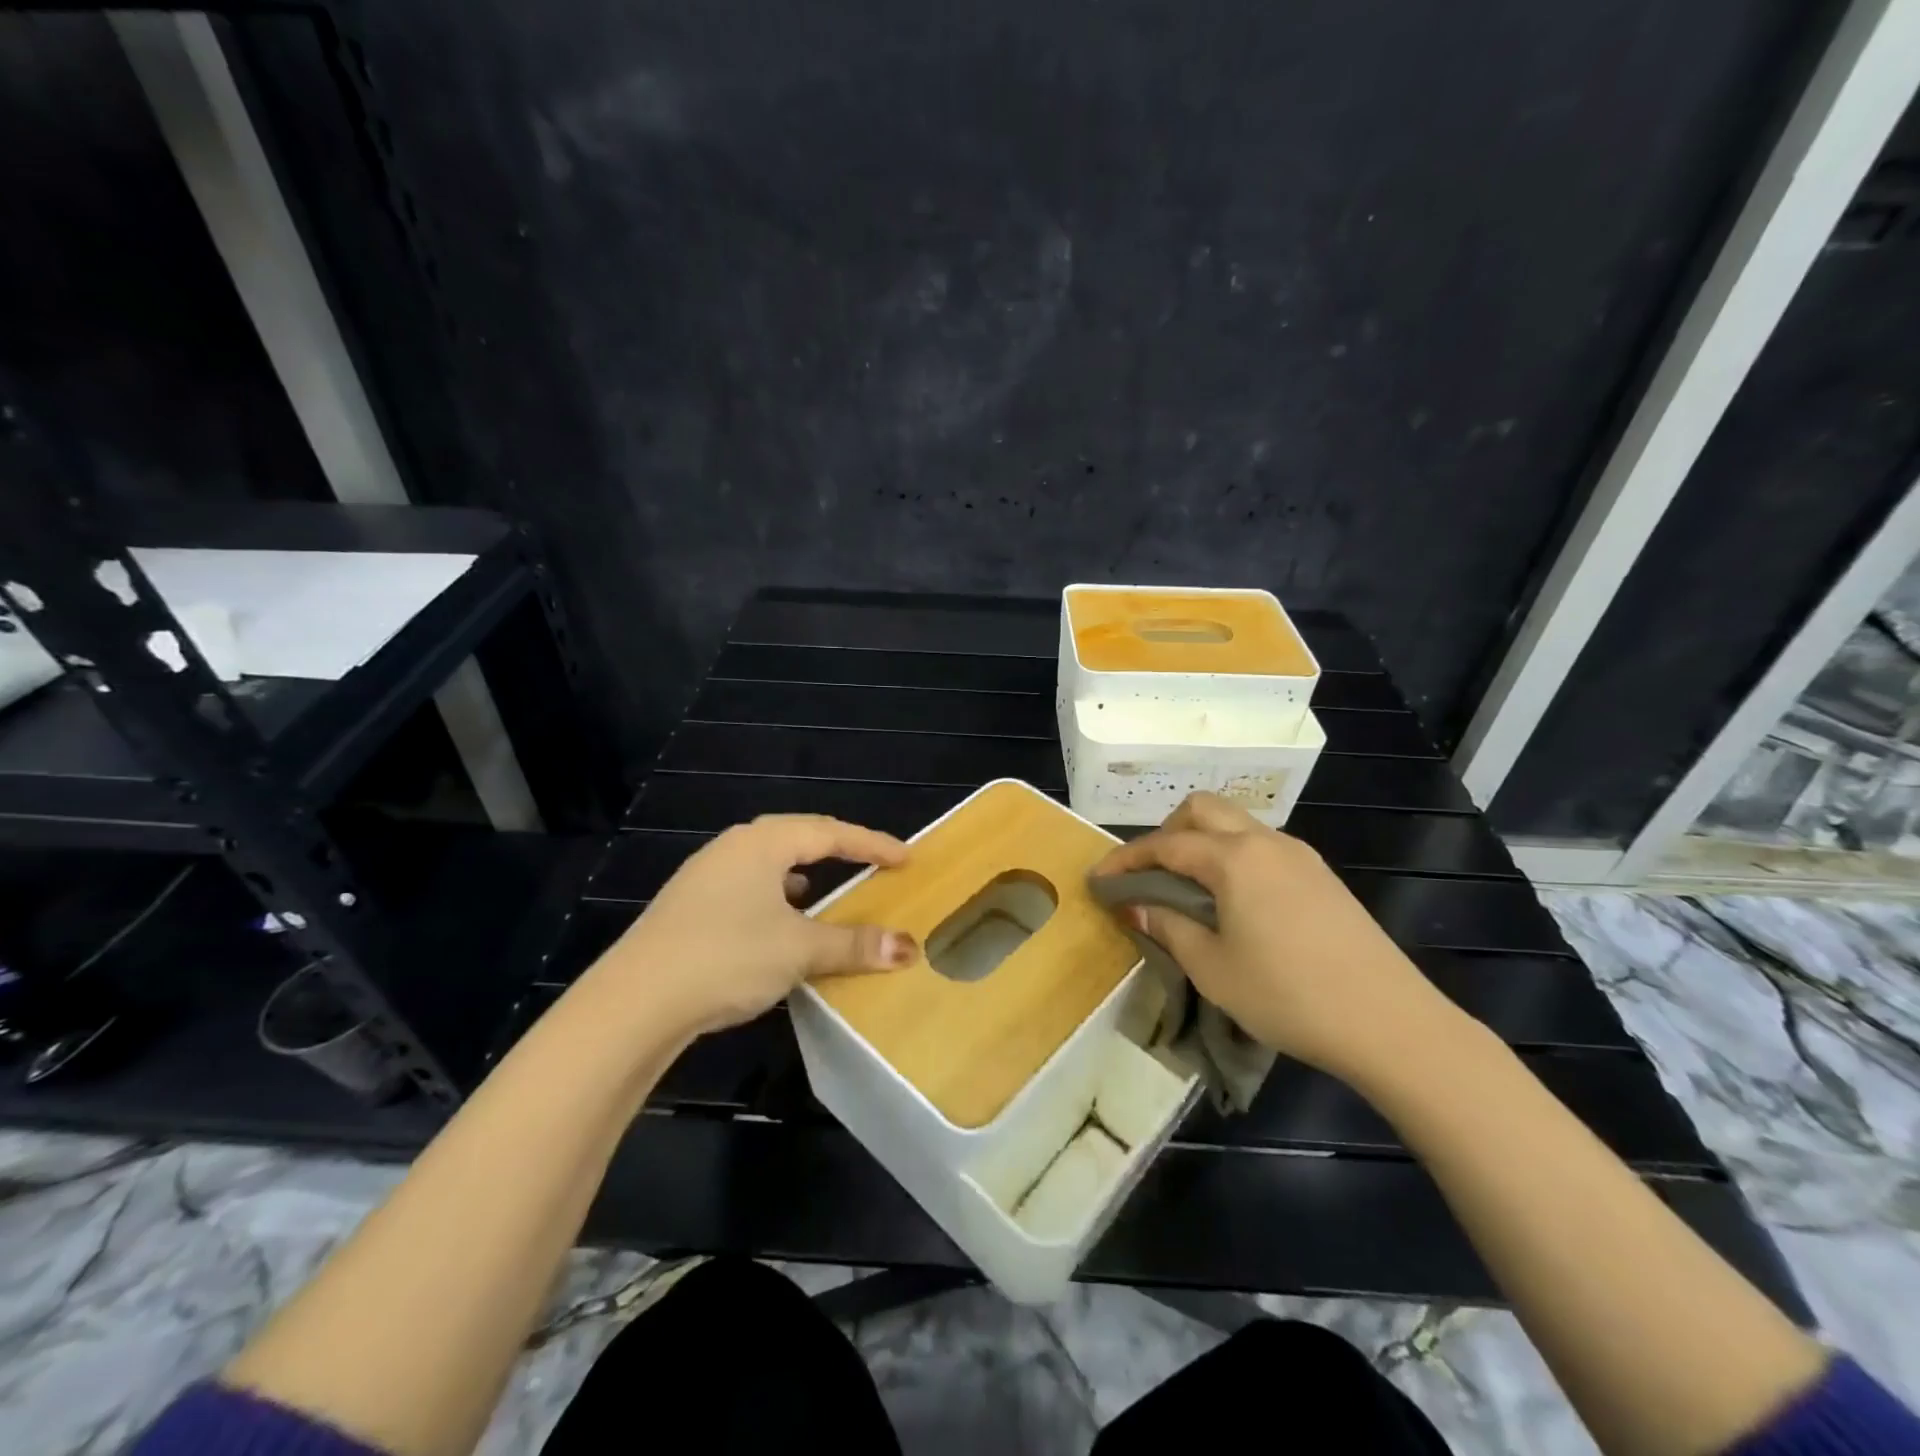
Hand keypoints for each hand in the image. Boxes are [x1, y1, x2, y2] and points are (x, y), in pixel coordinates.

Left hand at [589, 815, 917, 1037]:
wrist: (634, 1002)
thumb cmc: (727, 957)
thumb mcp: (799, 950)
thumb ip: (854, 944)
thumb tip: (908, 948)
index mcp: (762, 844)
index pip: (830, 833)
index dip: (872, 844)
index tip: (906, 858)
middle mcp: (732, 849)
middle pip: (797, 838)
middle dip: (837, 850)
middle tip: (871, 862)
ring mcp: (704, 876)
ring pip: (768, 864)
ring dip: (802, 873)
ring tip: (823, 889)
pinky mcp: (688, 906)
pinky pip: (747, 888)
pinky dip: (775, 897)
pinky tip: (776, 922)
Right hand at [1091, 792, 1458, 1084]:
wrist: (1390, 1022)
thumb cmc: (1287, 995)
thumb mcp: (1212, 968)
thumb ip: (1169, 927)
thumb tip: (1136, 904)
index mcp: (1234, 858)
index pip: (1165, 844)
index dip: (1126, 858)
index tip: (1099, 878)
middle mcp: (1266, 842)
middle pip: (1203, 810)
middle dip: (1166, 832)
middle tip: (1149, 874)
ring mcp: (1300, 856)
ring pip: (1236, 824)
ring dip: (1201, 842)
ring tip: (1186, 888)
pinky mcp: (1321, 876)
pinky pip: (1262, 847)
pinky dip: (1232, 857)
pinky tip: (1233, 901)